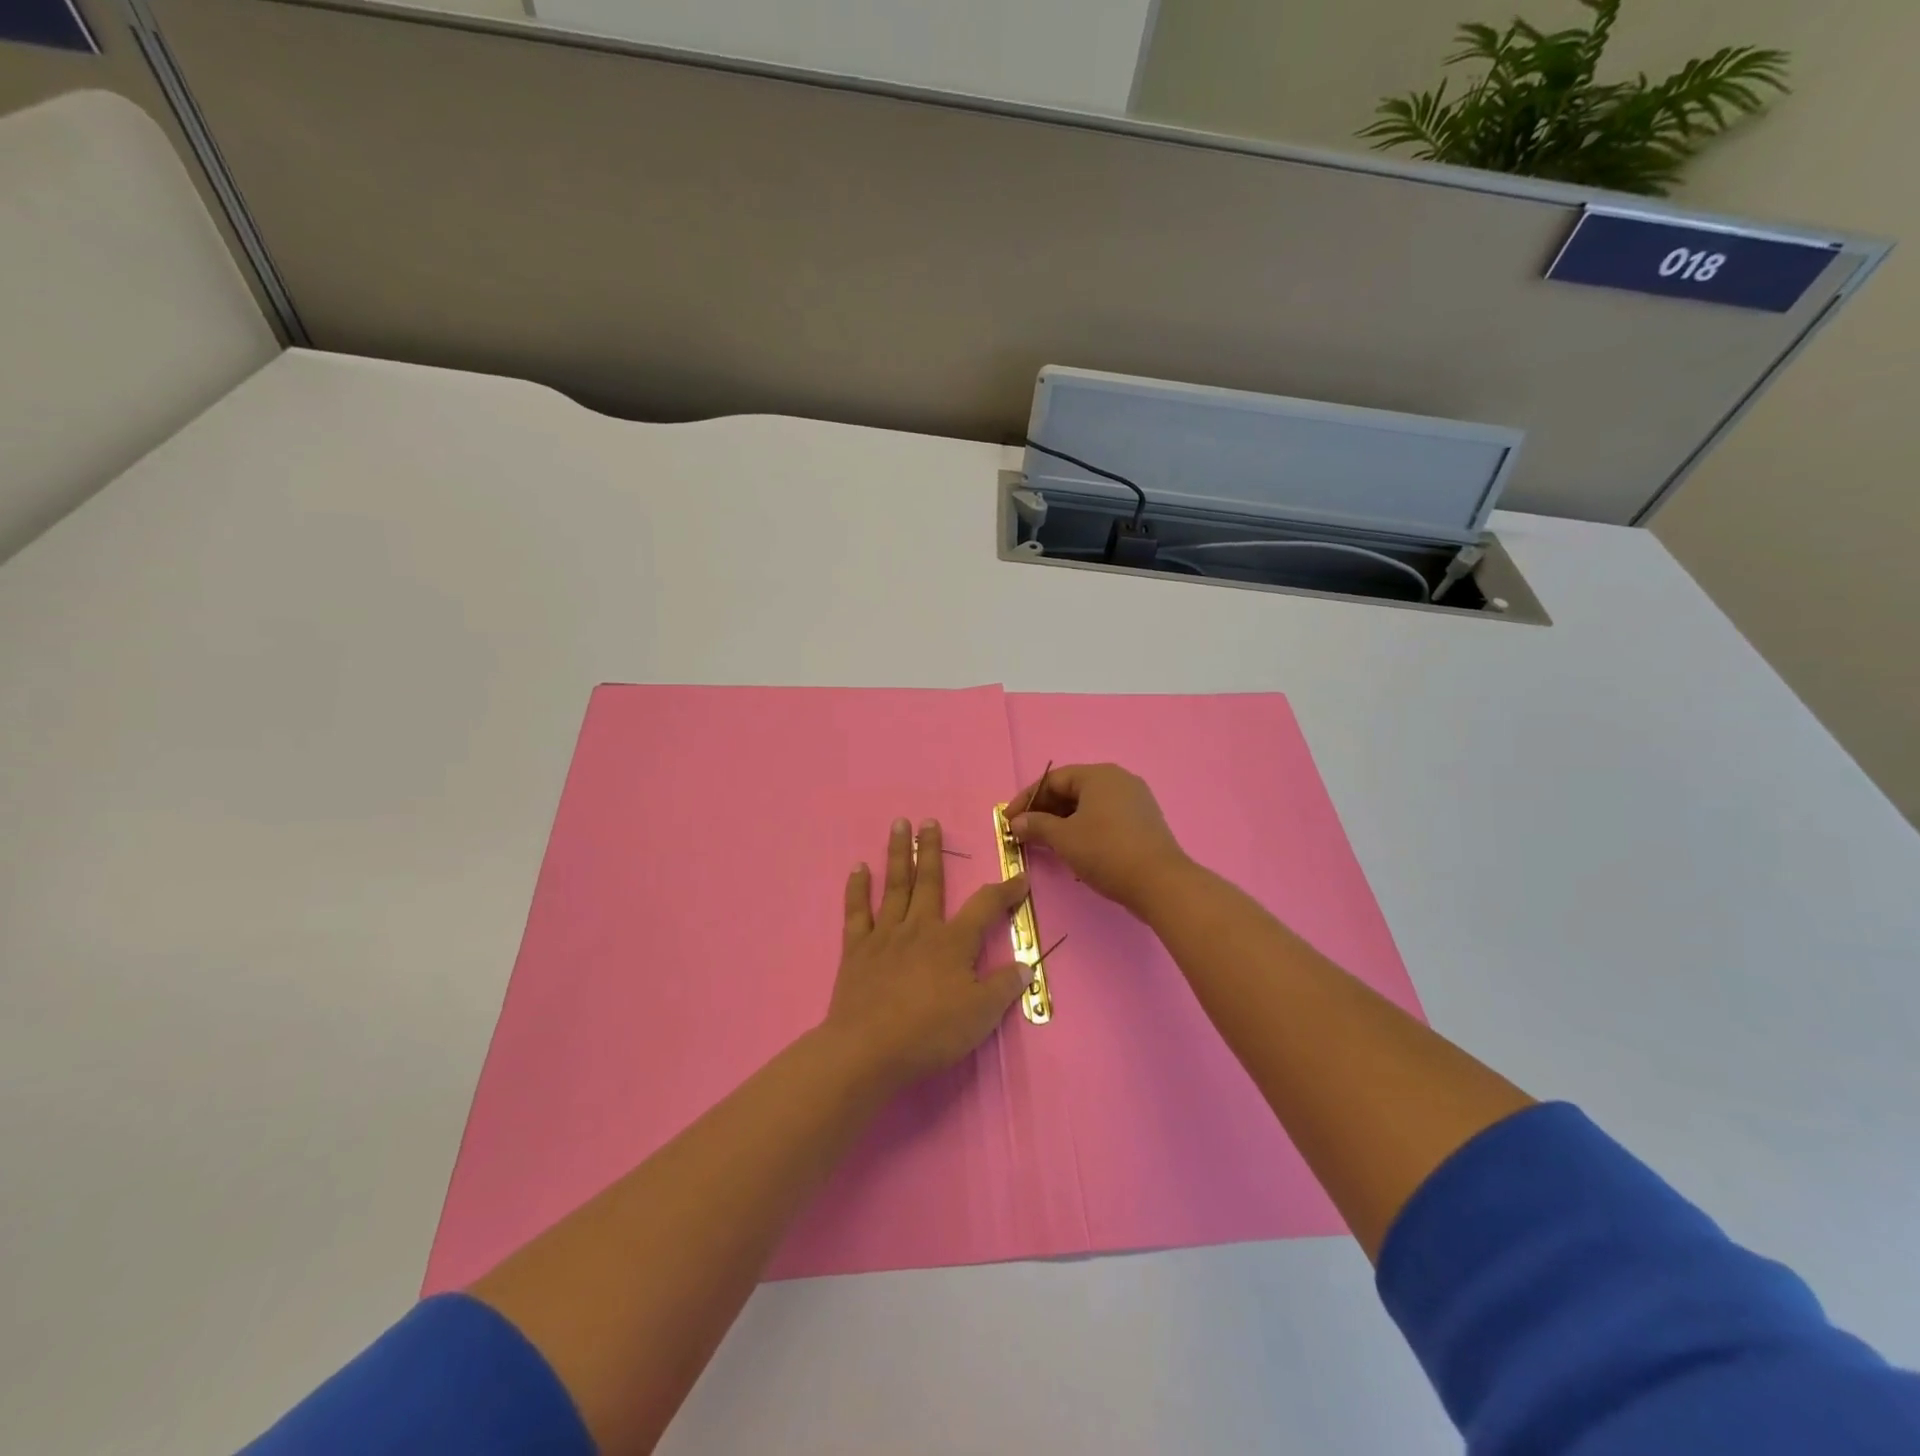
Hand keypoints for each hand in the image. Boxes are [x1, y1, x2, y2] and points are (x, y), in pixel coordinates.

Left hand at [823, 817, 1032, 1089]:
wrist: (869, 1049)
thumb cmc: (931, 1032)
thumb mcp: (981, 1014)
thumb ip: (1004, 986)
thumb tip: (1026, 965)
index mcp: (953, 941)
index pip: (985, 906)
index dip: (1005, 891)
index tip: (1019, 877)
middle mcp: (919, 928)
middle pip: (929, 881)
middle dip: (931, 850)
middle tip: (929, 821)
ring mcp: (885, 935)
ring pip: (894, 886)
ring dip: (897, 854)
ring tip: (898, 825)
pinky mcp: (857, 949)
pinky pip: (856, 912)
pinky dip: (857, 889)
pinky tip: (858, 869)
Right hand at [1010, 763, 1190, 913]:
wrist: (1161, 883)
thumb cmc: (1106, 851)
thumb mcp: (1064, 838)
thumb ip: (1036, 825)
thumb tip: (1017, 822)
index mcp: (1099, 775)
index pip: (1053, 779)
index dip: (1027, 799)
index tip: (1009, 820)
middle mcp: (1119, 780)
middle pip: (1072, 790)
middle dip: (1045, 811)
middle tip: (1025, 833)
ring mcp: (1135, 801)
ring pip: (1089, 805)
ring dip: (1063, 822)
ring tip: (1046, 844)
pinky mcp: (1144, 822)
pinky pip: (1105, 817)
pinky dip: (1084, 828)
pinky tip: (1075, 849)